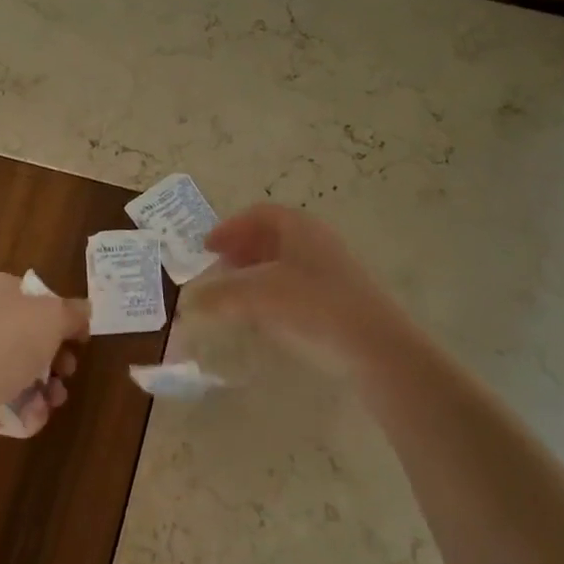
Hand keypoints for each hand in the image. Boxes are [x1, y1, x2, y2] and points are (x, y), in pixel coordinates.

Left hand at [0, 272, 90, 459]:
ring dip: (46, 389)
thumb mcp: (51, 316)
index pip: (32, 295)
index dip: (60, 313)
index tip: (80, 335)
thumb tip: (84, 310)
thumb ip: (72, 312)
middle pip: (30, 337)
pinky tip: (31, 416)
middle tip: (68, 369)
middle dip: (56, 358)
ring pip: (21, 373)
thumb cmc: (3, 343)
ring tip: (54, 399)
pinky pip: (7, 404)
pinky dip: (24, 412)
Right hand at [181, 204, 416, 370]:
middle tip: (218, 272)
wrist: (377, 349)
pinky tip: (264, 319)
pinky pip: (298, 287)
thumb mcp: (257, 297)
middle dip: (240, 251)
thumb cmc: (314, 307)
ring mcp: (332, 271)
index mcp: (299, 227)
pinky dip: (273, 295)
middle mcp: (317, 242)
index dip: (229, 228)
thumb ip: (218, 296)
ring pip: (285, 263)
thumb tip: (186, 305)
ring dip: (255, 275)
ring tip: (235, 297)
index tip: (206, 249)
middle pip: (271, 237)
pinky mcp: (340, 301)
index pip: (259, 214)